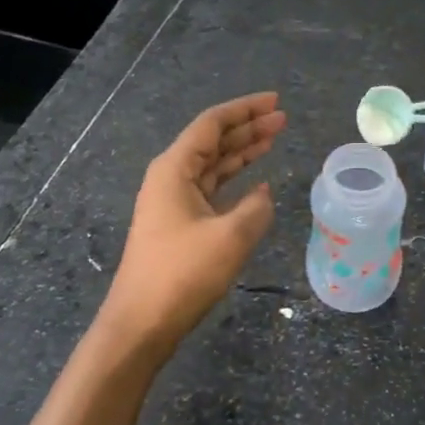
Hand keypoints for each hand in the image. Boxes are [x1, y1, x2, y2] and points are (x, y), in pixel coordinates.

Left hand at [97, 92, 286, 365]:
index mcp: (174, 169)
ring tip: (275, 138)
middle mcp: (170, 177)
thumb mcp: (230, 237)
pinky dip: (235, 180)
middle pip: (213, 141)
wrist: (141, 323)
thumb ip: (256, 208)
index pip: (212, 124)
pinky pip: (211, 189)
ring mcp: (172, 201)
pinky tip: (257, 181)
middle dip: (248, 127)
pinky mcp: (178, 224)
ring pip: (213, 165)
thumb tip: (263, 193)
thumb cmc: (183, 274)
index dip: (245, 109)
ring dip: (243, 151)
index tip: (276, 102)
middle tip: (283, 119)